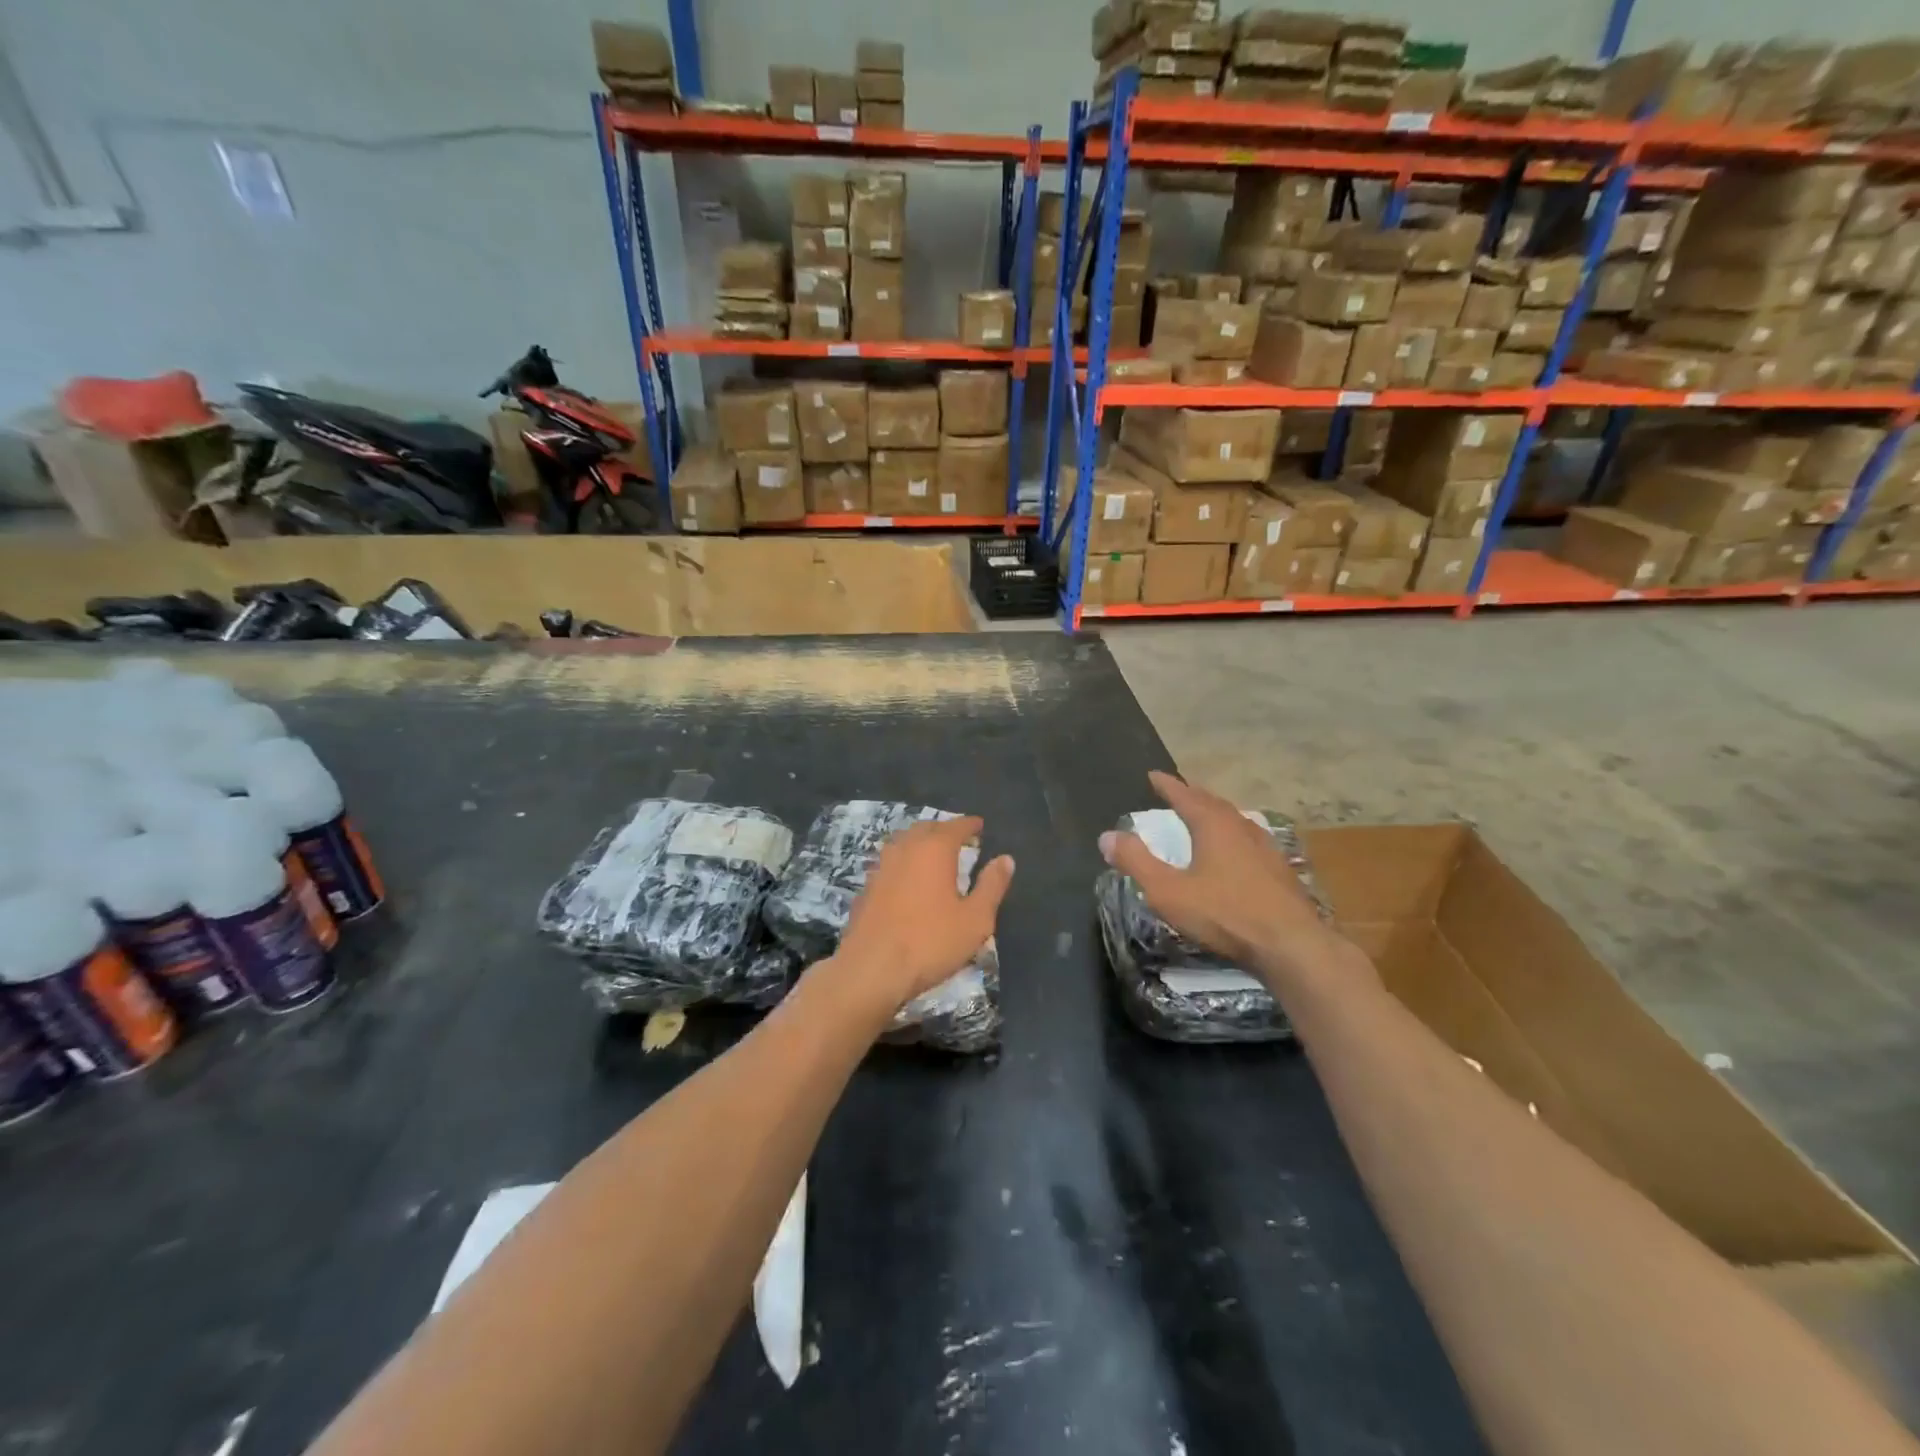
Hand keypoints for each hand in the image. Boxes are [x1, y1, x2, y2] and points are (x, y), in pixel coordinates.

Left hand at [831, 816, 1014, 1017]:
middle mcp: (905, 850)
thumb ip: (991, 886)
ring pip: (902, 844)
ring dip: (919, 843)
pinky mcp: (865, 889)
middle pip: (925, 829)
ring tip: (932, 855)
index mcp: (934, 850)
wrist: (871, 970)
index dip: (970, 825)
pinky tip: (906, 881)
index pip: (955, 827)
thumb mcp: (975, 919)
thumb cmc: (930, 942)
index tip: (979, 825)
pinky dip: (903, 864)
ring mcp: (880, 868)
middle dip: (943, 830)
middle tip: (958, 838)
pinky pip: (889, 865)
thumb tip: (1006, 859)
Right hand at [1099, 771, 1348, 983]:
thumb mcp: (1167, 891)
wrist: (1290, 945)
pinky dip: (1233, 834)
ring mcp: (1265, 847)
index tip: (1153, 775)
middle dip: (1192, 795)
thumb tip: (1107, 836)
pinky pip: (1250, 839)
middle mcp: (1241, 827)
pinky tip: (1235, 850)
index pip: (1185, 795)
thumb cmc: (1224, 914)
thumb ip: (1136, 861)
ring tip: (1204, 816)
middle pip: (1213, 802)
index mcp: (1213, 825)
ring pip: (1235, 819)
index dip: (1167, 785)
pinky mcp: (1280, 870)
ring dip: (1215, 813)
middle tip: (1178, 791)